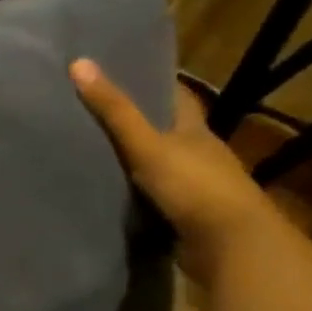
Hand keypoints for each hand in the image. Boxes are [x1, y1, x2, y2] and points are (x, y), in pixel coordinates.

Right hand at [69, 60, 281, 284]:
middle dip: (140, 123)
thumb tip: (79, 62)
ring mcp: (197, 189)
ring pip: (161, 166)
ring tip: (93, 152)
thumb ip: (114, 110)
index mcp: (196, 131)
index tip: (125, 72)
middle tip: (95, 112)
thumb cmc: (194, 186)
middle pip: (169, 131)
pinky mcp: (188, 218)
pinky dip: (136, 195)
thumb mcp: (147, 144)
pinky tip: (111, 193)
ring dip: (136, 162)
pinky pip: (156, 199)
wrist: (232, 248)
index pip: (179, 97)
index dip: (156, 82)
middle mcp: (201, 156)